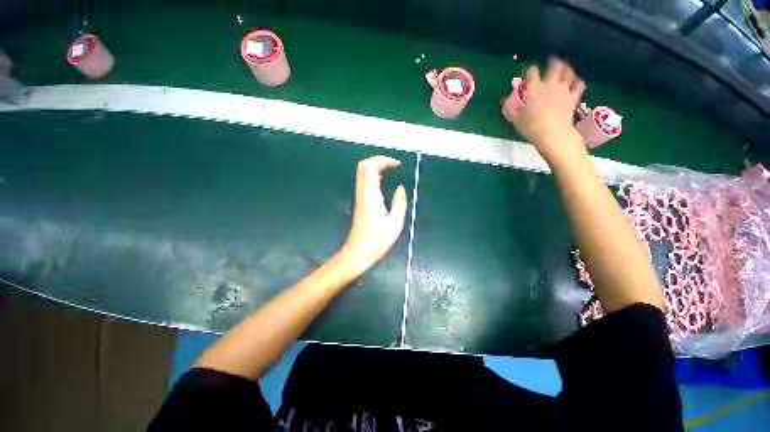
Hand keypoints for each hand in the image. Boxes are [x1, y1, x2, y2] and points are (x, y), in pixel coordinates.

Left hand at [339, 156, 407, 273]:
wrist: (358, 252)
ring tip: (390, 169)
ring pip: (362, 172)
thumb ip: (399, 203)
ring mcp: (359, 197)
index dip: (384, 161)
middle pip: (363, 166)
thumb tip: (400, 188)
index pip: (371, 168)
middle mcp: (362, 193)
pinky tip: (383, 179)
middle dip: (378, 159)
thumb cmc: (377, 241)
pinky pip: (364, 180)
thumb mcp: (395, 223)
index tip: (397, 164)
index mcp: (371, 196)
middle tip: (393, 164)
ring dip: (375, 165)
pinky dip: (373, 174)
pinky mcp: (360, 201)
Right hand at [503, 59, 586, 163]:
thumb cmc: (531, 126)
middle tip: (553, 62)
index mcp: (534, 88)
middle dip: (554, 62)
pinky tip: (575, 83)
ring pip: (568, 72)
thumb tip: (505, 104)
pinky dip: (577, 82)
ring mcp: (564, 89)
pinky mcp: (574, 97)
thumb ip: (512, 110)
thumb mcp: (516, 120)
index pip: (532, 72)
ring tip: (565, 70)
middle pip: (555, 66)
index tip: (530, 72)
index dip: (531, 70)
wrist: (552, 133)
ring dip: (567, 69)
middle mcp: (550, 84)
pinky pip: (579, 84)